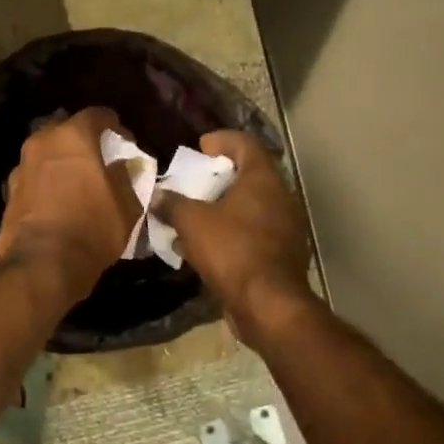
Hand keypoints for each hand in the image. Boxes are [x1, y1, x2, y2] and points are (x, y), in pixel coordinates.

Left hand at [0, 107, 142, 304]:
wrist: (42, 264)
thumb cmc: (91, 228)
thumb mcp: (126, 206)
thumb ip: (126, 178)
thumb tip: (124, 166)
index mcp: (73, 136)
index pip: (97, 115)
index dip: (115, 126)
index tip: (125, 142)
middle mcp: (42, 143)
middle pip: (66, 130)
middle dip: (83, 141)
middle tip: (99, 160)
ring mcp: (21, 167)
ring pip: (46, 154)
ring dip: (61, 163)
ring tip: (77, 183)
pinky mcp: (8, 193)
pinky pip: (34, 178)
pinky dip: (46, 183)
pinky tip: (57, 201)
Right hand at [153, 130, 314, 341]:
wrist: (267, 304)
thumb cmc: (231, 251)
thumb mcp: (191, 223)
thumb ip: (172, 204)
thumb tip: (157, 196)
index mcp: (263, 180)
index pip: (245, 143)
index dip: (221, 140)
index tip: (199, 147)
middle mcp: (281, 197)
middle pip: (250, 175)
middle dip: (220, 177)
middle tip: (194, 184)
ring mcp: (286, 227)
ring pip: (252, 207)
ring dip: (225, 208)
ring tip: (196, 217)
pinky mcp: (283, 254)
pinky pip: (254, 233)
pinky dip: (233, 233)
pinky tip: (209, 247)